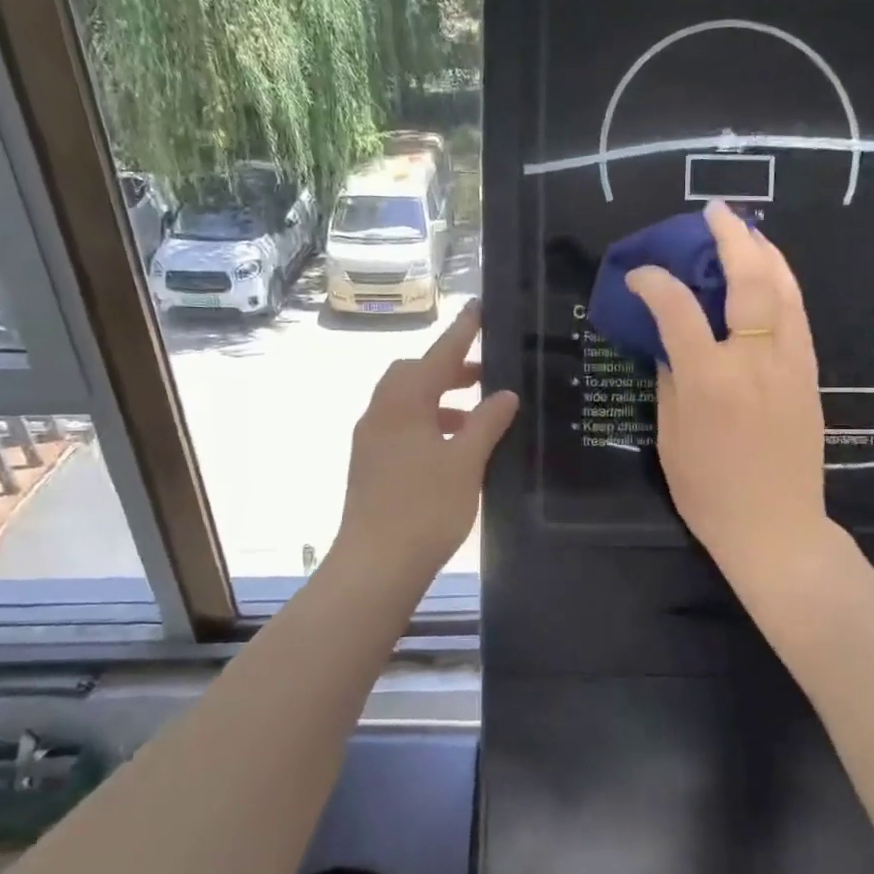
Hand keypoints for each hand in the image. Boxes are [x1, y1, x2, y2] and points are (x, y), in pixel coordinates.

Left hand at [335, 299, 518, 580]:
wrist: (375, 564)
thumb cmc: (425, 508)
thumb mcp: (466, 462)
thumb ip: (486, 423)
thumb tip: (504, 395)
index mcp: (403, 404)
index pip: (438, 356)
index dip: (462, 333)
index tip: (478, 309)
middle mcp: (380, 413)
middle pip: (413, 374)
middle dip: (447, 368)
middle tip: (482, 374)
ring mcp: (370, 439)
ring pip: (405, 402)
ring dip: (438, 398)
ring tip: (474, 414)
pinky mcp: (369, 463)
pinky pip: (399, 425)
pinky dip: (426, 422)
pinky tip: (450, 447)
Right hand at [626, 201, 830, 587]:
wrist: (776, 528)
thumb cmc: (710, 493)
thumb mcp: (671, 439)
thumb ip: (670, 381)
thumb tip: (669, 343)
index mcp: (709, 380)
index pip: (677, 310)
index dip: (654, 282)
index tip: (639, 274)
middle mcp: (753, 361)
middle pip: (747, 280)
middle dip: (730, 238)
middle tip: (714, 212)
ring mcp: (790, 365)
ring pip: (784, 290)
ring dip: (765, 252)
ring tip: (747, 230)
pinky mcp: (809, 375)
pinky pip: (797, 316)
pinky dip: (783, 284)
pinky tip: (772, 274)